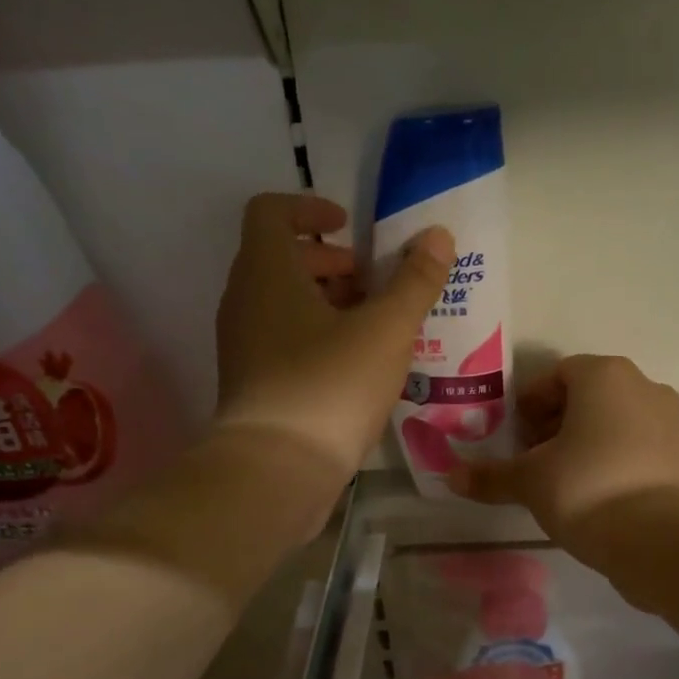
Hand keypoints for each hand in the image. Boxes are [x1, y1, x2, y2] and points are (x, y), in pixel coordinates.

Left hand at [214, 193, 454, 477]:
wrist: (275, 471)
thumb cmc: (329, 386)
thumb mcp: (385, 330)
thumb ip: (415, 281)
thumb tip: (437, 235)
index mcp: (266, 271)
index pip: (271, 211)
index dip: (310, 208)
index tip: (350, 228)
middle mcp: (243, 301)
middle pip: (280, 259)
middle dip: (330, 264)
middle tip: (373, 285)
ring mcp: (241, 346)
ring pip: (282, 305)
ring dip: (326, 304)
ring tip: (373, 329)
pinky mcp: (251, 385)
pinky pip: (282, 342)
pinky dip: (316, 339)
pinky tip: (355, 369)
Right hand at [449, 355, 678, 549]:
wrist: (662, 540)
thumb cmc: (587, 489)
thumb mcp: (529, 482)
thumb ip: (490, 476)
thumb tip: (450, 478)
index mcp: (604, 375)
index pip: (556, 375)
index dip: (529, 404)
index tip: (514, 436)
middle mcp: (642, 386)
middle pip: (586, 397)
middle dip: (553, 424)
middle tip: (530, 460)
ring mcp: (668, 421)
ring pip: (612, 422)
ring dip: (581, 444)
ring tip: (557, 481)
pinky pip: (634, 447)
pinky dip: (609, 461)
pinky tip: (590, 496)